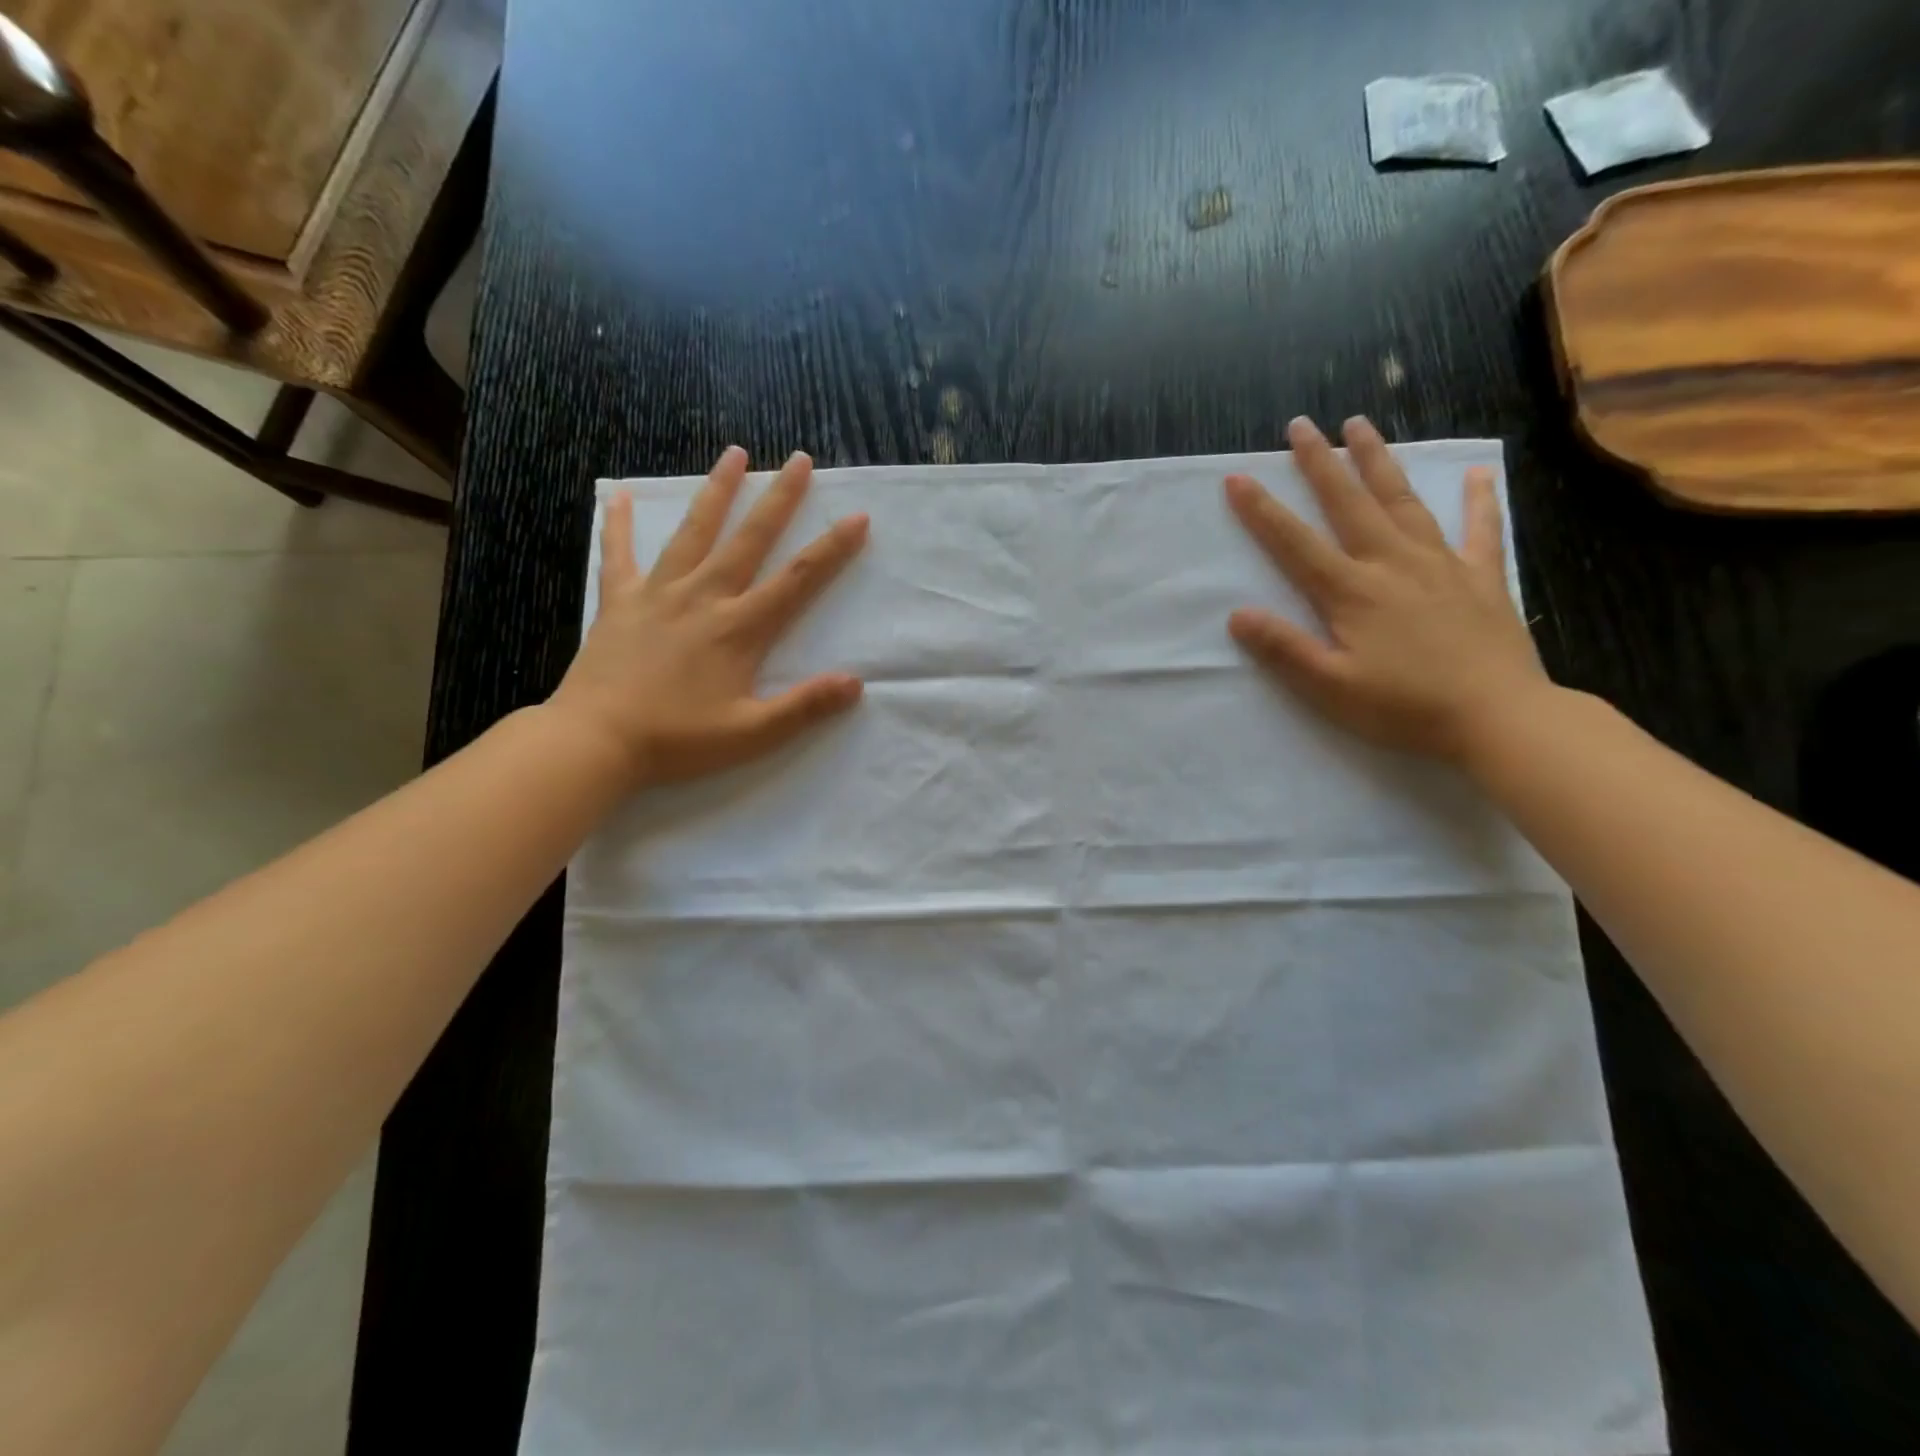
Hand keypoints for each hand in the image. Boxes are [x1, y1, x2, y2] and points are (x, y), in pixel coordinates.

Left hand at [549, 446, 868, 790]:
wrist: (596, 741)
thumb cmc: (678, 740)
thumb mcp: (752, 733)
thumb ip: (804, 706)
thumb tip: (855, 683)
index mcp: (739, 628)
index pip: (797, 580)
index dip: (831, 549)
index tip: (857, 517)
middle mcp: (703, 598)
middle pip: (749, 539)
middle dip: (779, 498)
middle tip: (799, 459)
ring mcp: (658, 594)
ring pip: (693, 532)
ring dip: (717, 492)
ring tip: (733, 454)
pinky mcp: (619, 602)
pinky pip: (618, 554)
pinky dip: (618, 524)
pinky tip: (615, 493)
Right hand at [1225, 415, 1549, 763]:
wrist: (1499, 718)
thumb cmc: (1405, 708)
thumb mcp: (1330, 688)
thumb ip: (1284, 649)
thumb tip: (1238, 614)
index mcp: (1352, 592)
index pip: (1295, 544)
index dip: (1262, 511)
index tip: (1237, 478)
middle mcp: (1392, 564)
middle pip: (1349, 504)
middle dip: (1320, 463)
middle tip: (1300, 426)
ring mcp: (1441, 565)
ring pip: (1404, 502)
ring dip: (1378, 462)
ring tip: (1361, 425)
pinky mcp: (1481, 578)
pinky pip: (1481, 530)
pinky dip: (1479, 500)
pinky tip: (1477, 474)